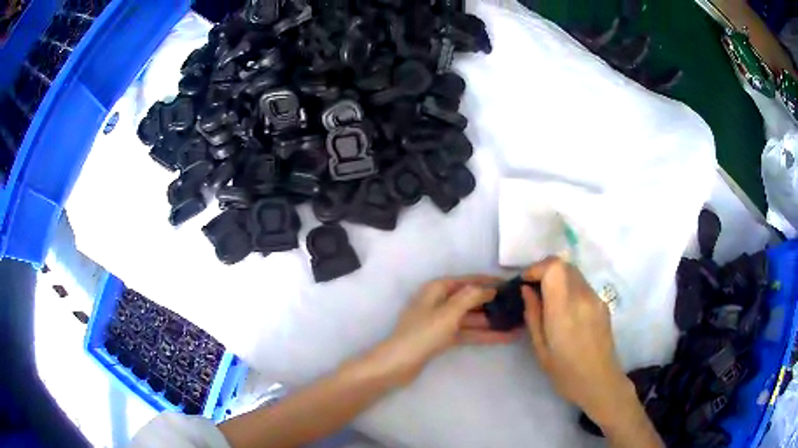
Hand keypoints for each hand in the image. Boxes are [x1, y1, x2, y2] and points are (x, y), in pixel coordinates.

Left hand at [375, 276, 520, 384]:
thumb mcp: (449, 312)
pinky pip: (468, 332)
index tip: (510, 284)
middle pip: (472, 299)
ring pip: (472, 317)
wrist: (399, 363)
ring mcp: (442, 321)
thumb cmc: (423, 334)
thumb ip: (471, 297)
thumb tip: (489, 288)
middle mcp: (440, 301)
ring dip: (493, 320)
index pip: (468, 280)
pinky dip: (485, 334)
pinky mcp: (444, 338)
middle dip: (494, 302)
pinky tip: (505, 336)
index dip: (489, 281)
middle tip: (518, 305)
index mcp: (438, 288)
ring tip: (518, 322)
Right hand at [521, 257, 633, 428]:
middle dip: (546, 270)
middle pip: (564, 265)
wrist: (599, 381)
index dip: (537, 268)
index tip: (525, 282)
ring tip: (548, 299)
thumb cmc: (565, 372)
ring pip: (574, 273)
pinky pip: (583, 285)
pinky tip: (565, 309)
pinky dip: (569, 287)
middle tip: (533, 289)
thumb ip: (533, 314)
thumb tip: (526, 290)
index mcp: (565, 308)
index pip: (554, 267)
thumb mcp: (540, 348)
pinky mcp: (603, 304)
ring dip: (558, 278)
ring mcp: (596, 298)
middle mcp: (583, 296)